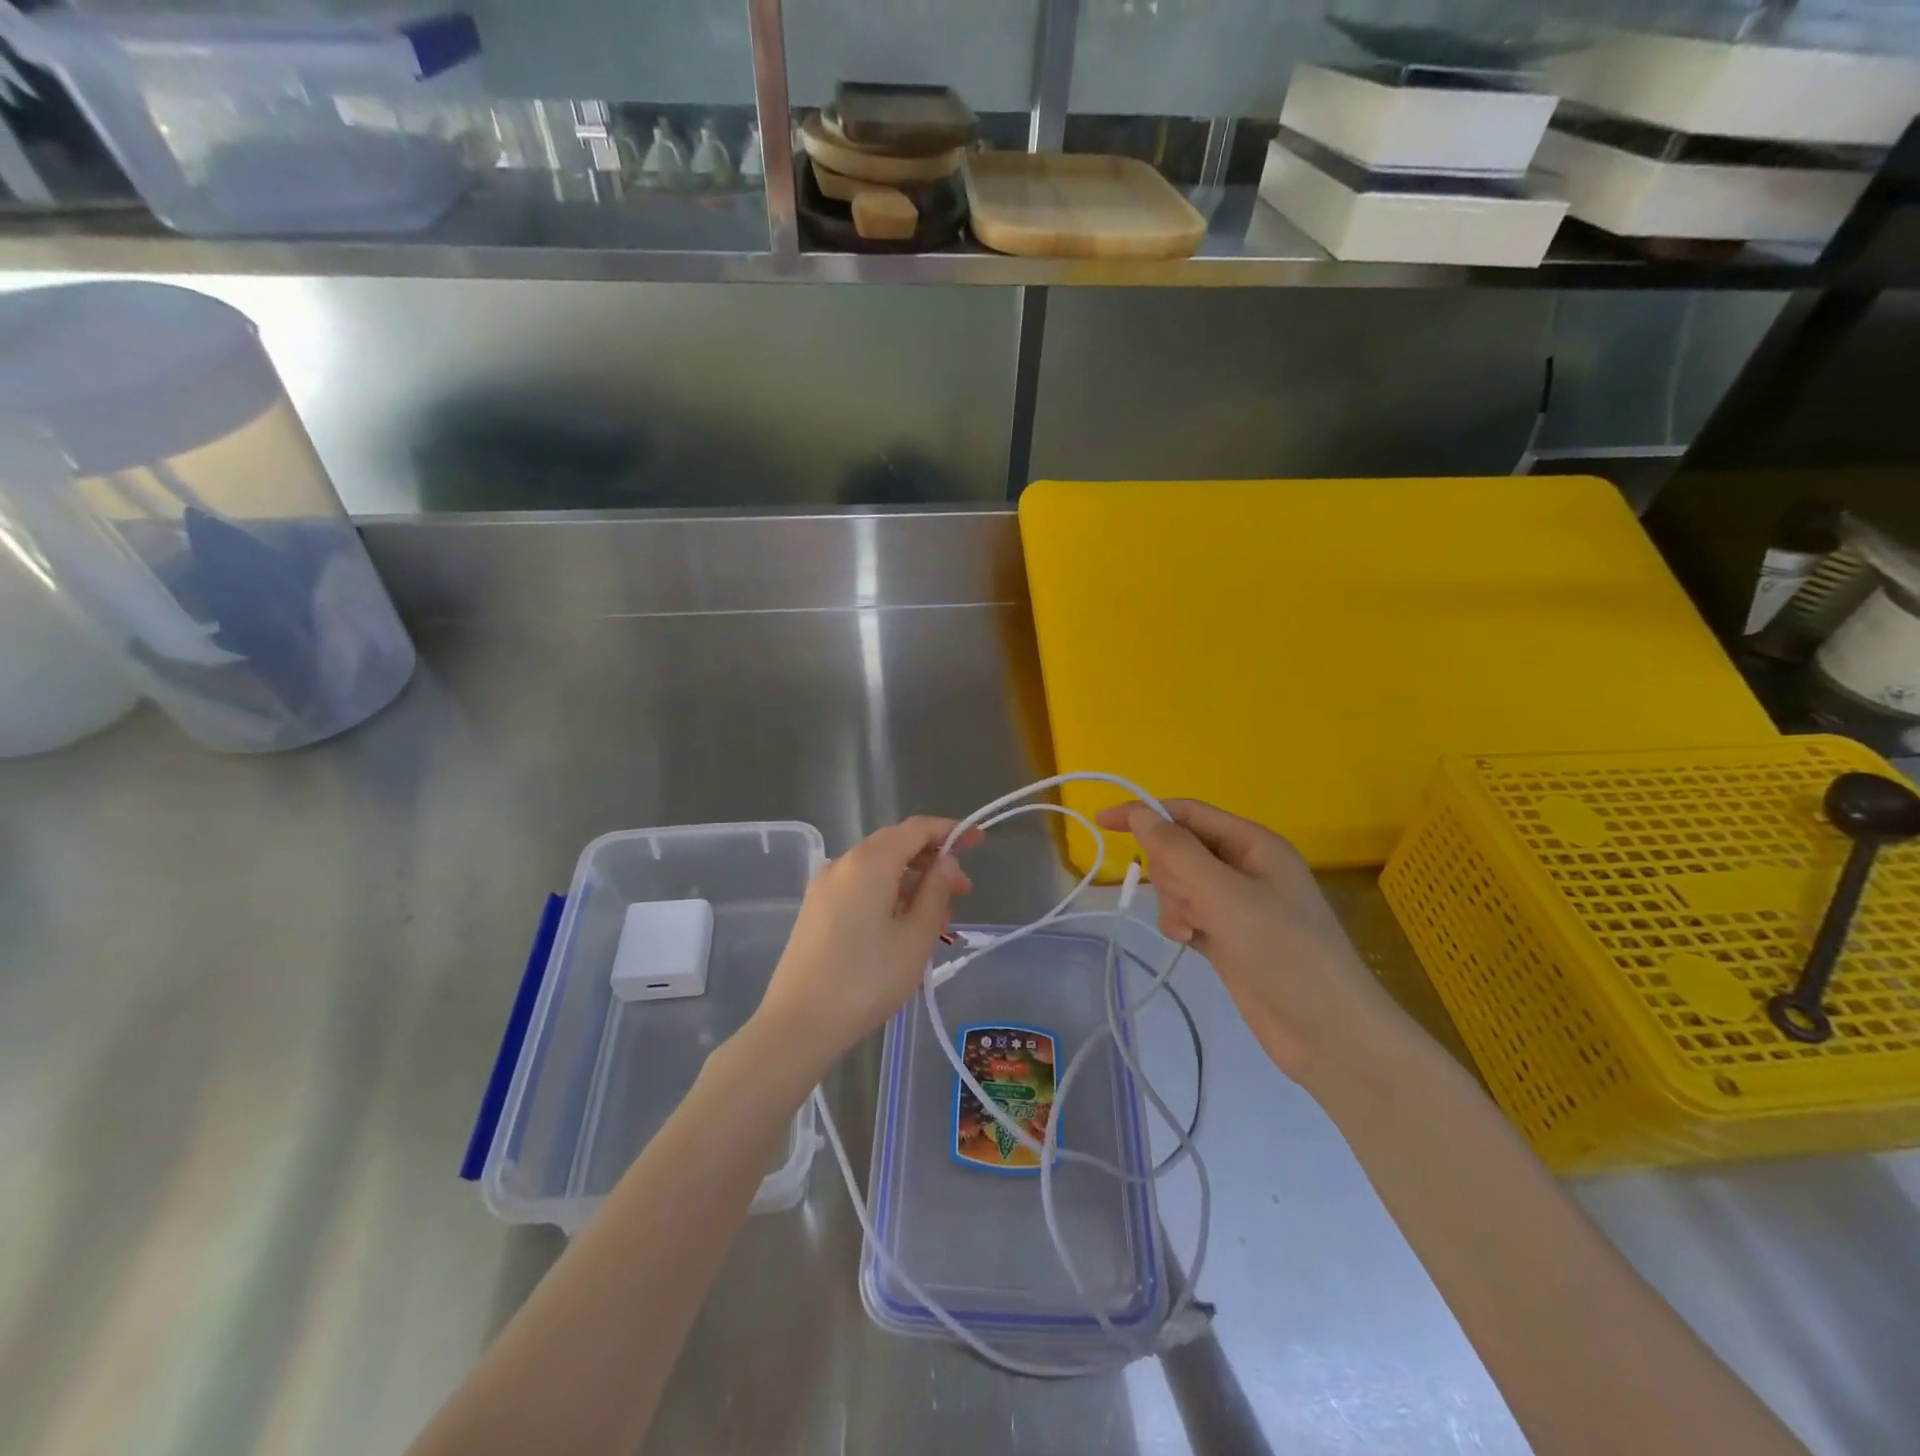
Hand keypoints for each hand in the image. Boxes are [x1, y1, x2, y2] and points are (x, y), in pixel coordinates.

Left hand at [753, 816, 981, 1074]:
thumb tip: (945, 861)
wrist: (799, 1024)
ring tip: (938, 915)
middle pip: (895, 844)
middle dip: (932, 859)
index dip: (950, 830)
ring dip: (911, 879)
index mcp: (870, 862)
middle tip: (962, 889)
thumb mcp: (916, 937)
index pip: (916, 828)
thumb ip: (936, 891)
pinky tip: (903, 924)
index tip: (978, 840)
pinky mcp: (816, 909)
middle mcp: (843, 863)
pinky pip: (860, 885)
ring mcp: (824, 886)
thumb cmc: (867, 979)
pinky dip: (888, 892)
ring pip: (877, 867)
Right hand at [1098, 799, 1407, 1087]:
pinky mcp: (1230, 937)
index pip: (1187, 813)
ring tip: (1192, 930)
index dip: (1144, 813)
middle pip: (1180, 849)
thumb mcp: (1225, 894)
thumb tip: (1139, 813)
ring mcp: (1238, 905)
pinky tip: (1190, 943)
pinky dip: (1181, 924)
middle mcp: (1245, 867)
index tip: (1102, 822)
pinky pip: (1188, 913)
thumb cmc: (1282, 951)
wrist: (1328, 1033)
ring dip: (1175, 903)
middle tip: (1187, 901)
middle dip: (1170, 873)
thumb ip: (1177, 851)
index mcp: (1254, 844)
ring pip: (1180, 884)